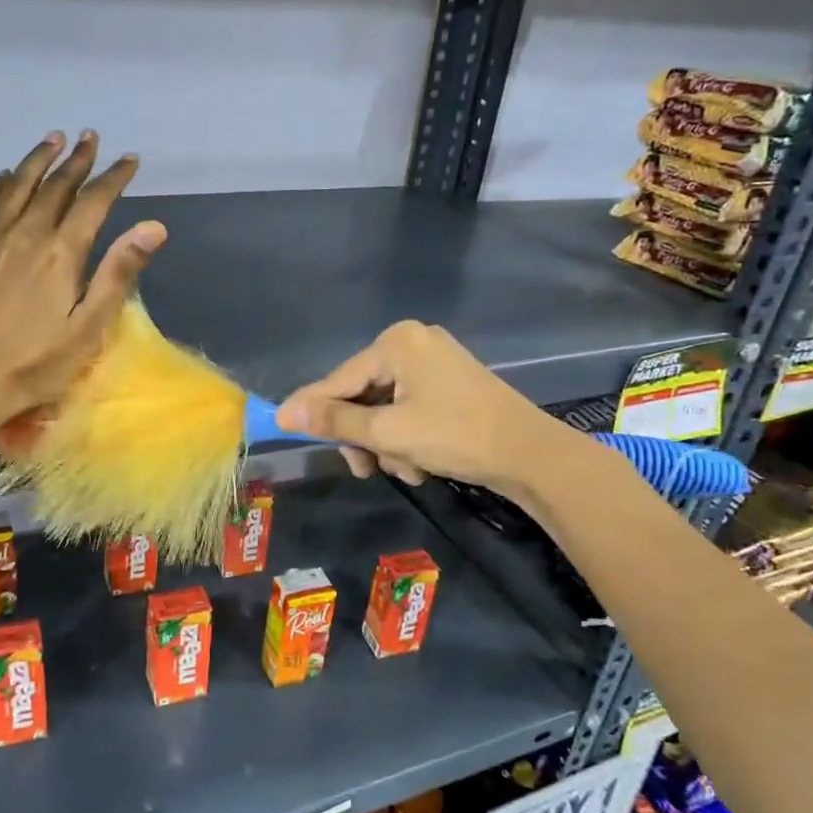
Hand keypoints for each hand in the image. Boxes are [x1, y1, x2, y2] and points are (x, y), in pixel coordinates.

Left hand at [0, 131, 165, 430]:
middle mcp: (26, 233)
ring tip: (53, 139)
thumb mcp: (89, 327)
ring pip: (16, 185)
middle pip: (56, 186)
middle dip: (77, 160)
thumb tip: (153, 226)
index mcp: (62, 252)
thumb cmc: (34, 363)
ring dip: (37, 160)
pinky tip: (1, 177)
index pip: (94, 201)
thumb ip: (119, 273)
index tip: (128, 160)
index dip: (113, 177)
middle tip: (90, 138)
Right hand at [276, 321, 557, 487]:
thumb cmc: (456, 436)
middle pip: (362, 393)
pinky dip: (407, 436)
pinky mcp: (449, 383)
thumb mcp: (389, 432)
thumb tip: (286, 411)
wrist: (532, 456)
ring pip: (384, 407)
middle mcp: (412, 343)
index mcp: (396, 343)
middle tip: (365, 469)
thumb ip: (336, 420)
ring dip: (387, 443)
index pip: (339, 379)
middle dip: (364, 436)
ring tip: (407, 470)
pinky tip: (422, 462)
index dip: (311, 407)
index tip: (280, 425)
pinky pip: (408, 408)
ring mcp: (433, 361)